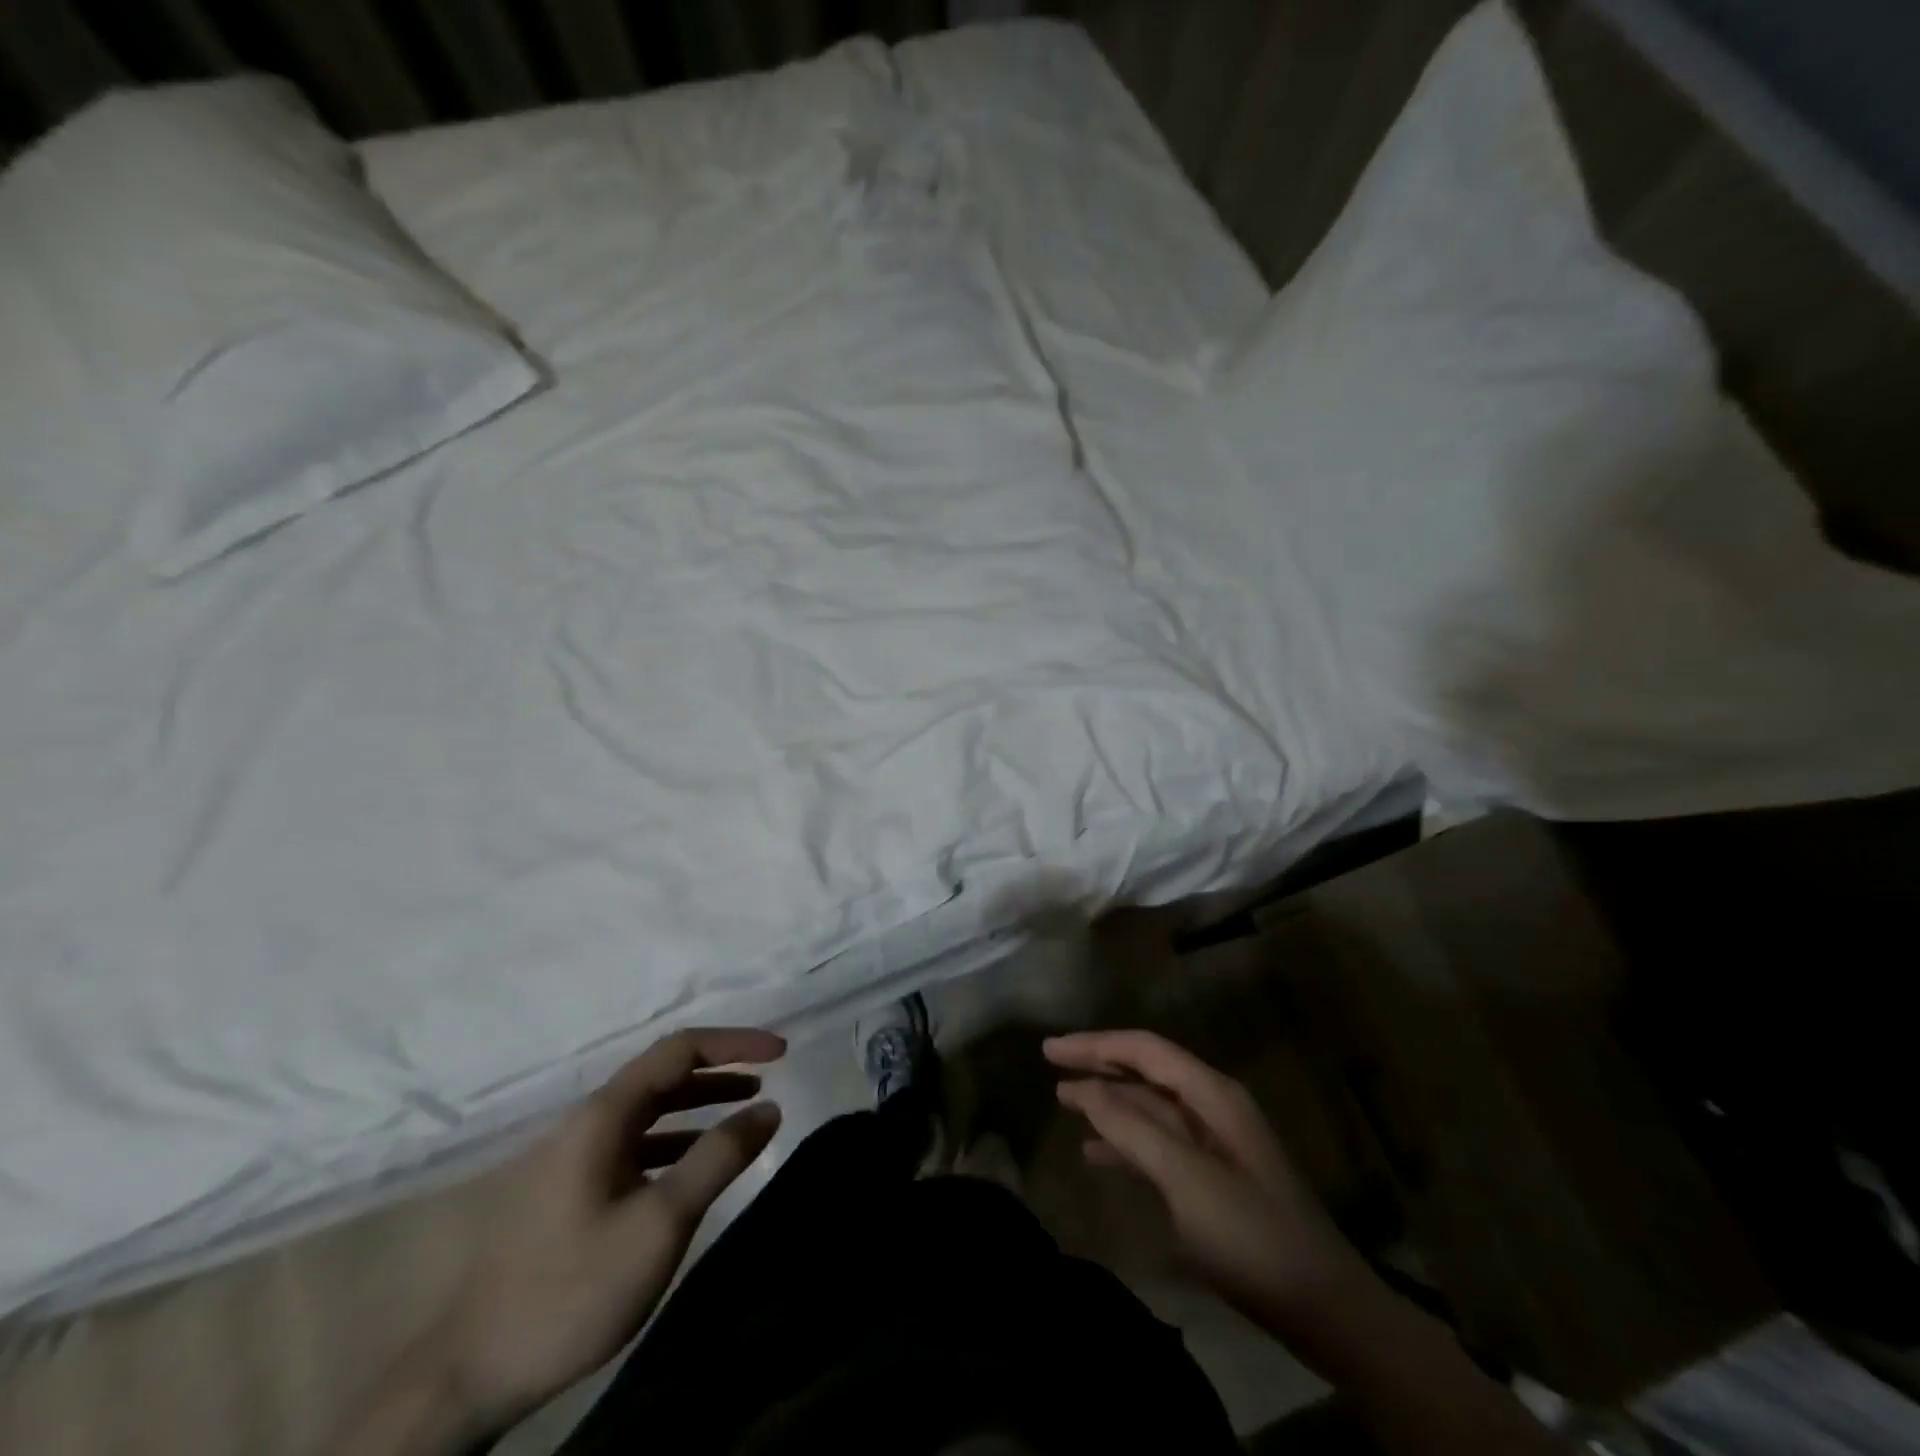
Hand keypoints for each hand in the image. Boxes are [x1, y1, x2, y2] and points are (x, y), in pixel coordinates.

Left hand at [431, 1028, 785, 1435]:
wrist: (465, 1375)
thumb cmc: (570, 1287)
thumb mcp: (659, 1222)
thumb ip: (717, 1158)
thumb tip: (768, 1107)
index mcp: (605, 1114)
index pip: (679, 1049)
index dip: (733, 1043)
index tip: (780, 1052)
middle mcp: (589, 1122)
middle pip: (663, 1074)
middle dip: (720, 1069)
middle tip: (768, 1077)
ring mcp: (575, 1157)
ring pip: (649, 1110)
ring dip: (699, 1103)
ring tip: (744, 1109)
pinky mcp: (570, 1191)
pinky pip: (635, 1144)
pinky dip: (675, 1140)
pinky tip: (694, 1163)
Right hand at [1045, 1029, 1368, 1330]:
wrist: (1324, 1308)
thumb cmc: (1252, 1234)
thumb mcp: (1186, 1178)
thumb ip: (1132, 1128)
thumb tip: (1084, 1087)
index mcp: (1212, 1094)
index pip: (1145, 1049)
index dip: (1095, 1044)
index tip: (1050, 1049)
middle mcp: (1213, 1106)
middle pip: (1146, 1071)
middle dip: (1099, 1065)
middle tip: (1050, 1064)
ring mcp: (1214, 1143)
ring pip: (1149, 1108)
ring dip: (1108, 1102)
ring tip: (1063, 1102)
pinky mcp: (1212, 1178)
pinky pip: (1158, 1145)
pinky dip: (1125, 1143)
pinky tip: (1095, 1153)